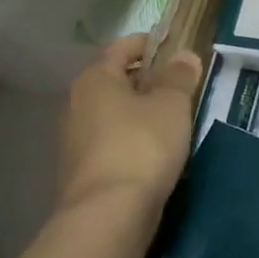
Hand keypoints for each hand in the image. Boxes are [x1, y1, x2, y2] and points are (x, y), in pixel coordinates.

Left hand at [55, 34, 204, 216]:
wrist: (108, 214)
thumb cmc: (141, 145)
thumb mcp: (171, 105)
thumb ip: (179, 77)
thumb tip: (184, 55)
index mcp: (95, 79)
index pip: (121, 47)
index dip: (148, 43)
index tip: (173, 47)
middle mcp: (76, 104)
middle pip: (114, 81)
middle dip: (145, 80)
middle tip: (179, 85)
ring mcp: (74, 141)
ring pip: (112, 114)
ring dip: (139, 113)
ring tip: (172, 120)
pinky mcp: (81, 172)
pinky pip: (111, 143)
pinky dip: (131, 140)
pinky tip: (155, 153)